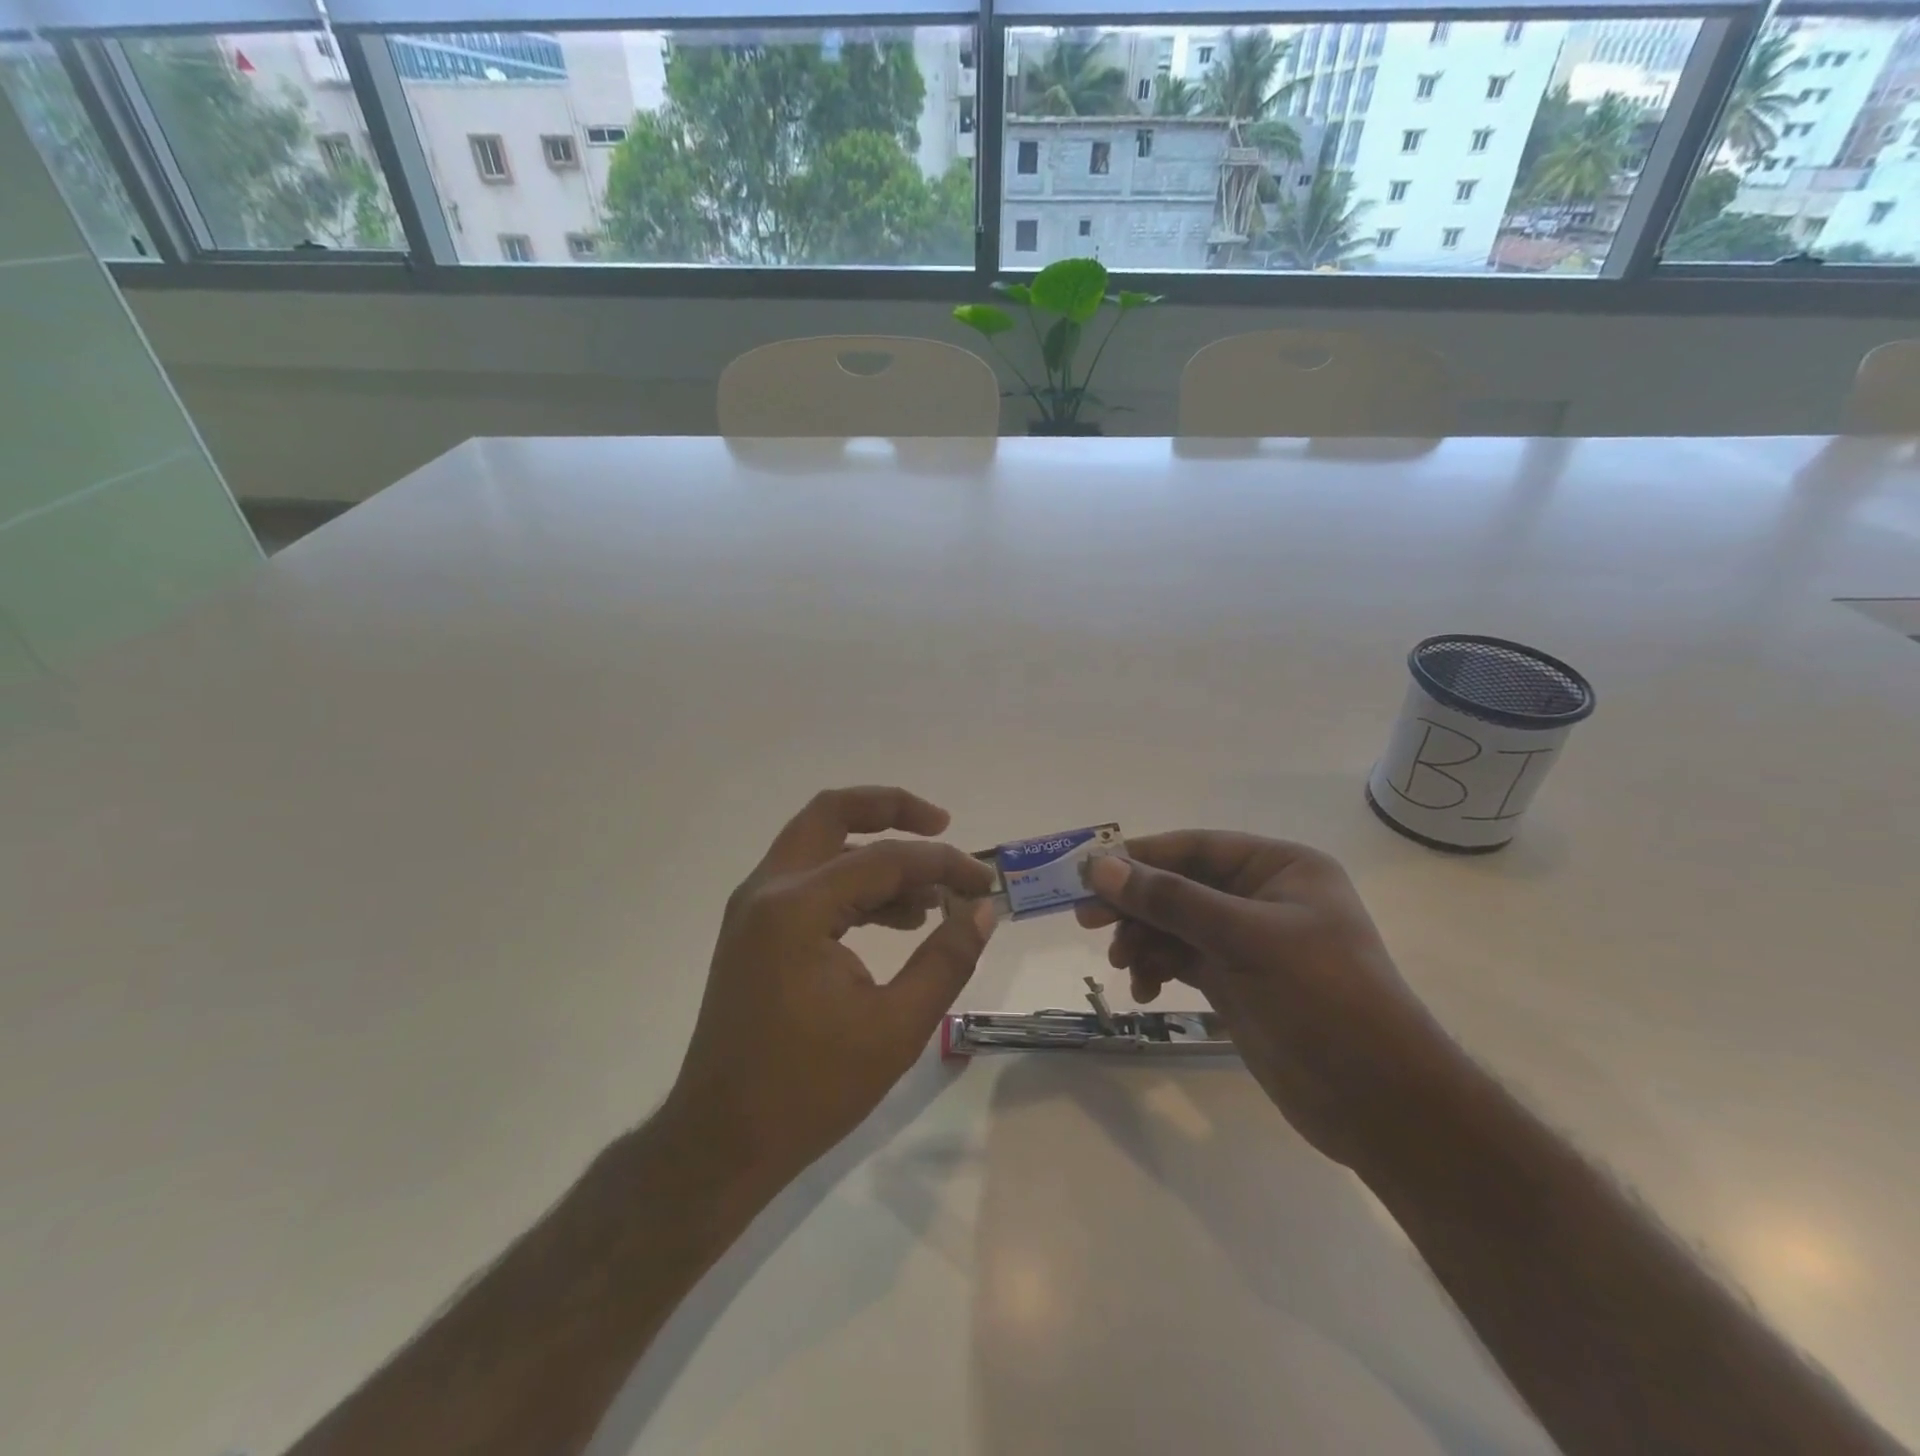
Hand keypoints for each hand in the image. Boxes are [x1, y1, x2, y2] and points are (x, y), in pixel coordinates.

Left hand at [665, 787, 995, 1193]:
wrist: (721, 1141)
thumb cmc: (809, 1090)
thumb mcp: (896, 1028)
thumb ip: (946, 959)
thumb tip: (983, 909)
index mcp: (797, 908)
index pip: (885, 859)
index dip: (944, 865)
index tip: (985, 885)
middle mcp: (768, 890)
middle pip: (832, 813)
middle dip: (890, 809)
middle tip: (942, 825)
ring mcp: (754, 908)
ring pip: (819, 844)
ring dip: (874, 852)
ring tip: (929, 896)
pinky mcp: (754, 930)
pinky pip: (810, 881)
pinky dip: (852, 883)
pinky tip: (895, 920)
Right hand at [1078, 833, 1454, 1165]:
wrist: (1380, 1102)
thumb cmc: (1323, 999)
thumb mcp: (1246, 939)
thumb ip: (1171, 901)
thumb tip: (1100, 867)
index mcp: (1279, 868)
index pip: (1195, 848)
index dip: (1139, 858)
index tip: (1088, 875)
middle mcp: (1262, 898)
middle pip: (1179, 886)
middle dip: (1135, 904)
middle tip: (1087, 923)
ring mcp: (1248, 943)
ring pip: (1175, 925)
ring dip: (1143, 941)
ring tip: (1124, 967)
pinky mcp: (1236, 982)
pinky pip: (1181, 960)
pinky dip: (1158, 970)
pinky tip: (1145, 992)